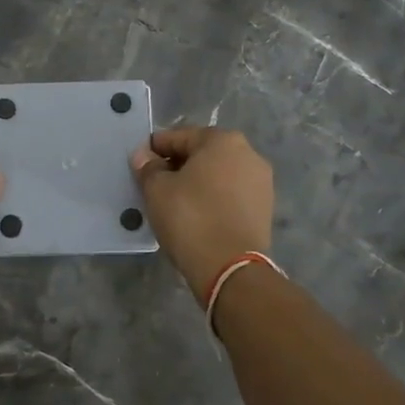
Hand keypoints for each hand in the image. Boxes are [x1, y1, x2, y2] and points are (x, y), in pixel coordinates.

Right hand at [132, 127, 273, 303]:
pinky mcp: (265, 208)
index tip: (139, 165)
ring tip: (174, 203)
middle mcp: (248, 154)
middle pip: (202, 153)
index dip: (155, 149)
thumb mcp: (157, 190)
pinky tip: (196, 215)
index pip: (179, 136)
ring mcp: (261, 182)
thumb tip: (144, 156)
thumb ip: (148, 167)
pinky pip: (230, 194)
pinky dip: (213, 199)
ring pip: (218, 174)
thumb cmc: (190, 218)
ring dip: (196, 182)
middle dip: (178, 165)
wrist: (230, 268)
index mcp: (223, 140)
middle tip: (154, 185)